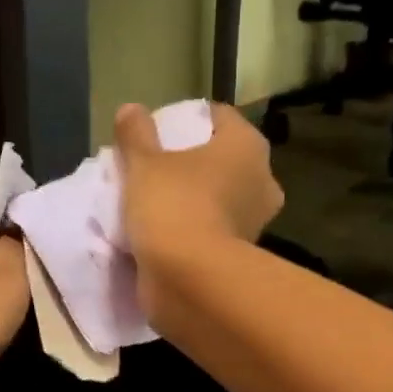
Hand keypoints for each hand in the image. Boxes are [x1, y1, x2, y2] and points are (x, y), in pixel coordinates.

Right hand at [114, 102, 284, 267]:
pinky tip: (168, 234)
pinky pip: (214, 231)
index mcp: (247, 146)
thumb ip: (136, 134)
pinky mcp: (242, 257)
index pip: (218, 117)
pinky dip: (196, 230)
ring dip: (197, 200)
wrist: (190, 281)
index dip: (188, 120)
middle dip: (195, 164)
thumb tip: (130, 111)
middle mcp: (262, 181)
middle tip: (158, 169)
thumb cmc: (174, 207)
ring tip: (158, 203)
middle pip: (223, 161)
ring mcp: (255, 223)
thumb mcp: (144, 163)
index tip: (160, 133)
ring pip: (221, 199)